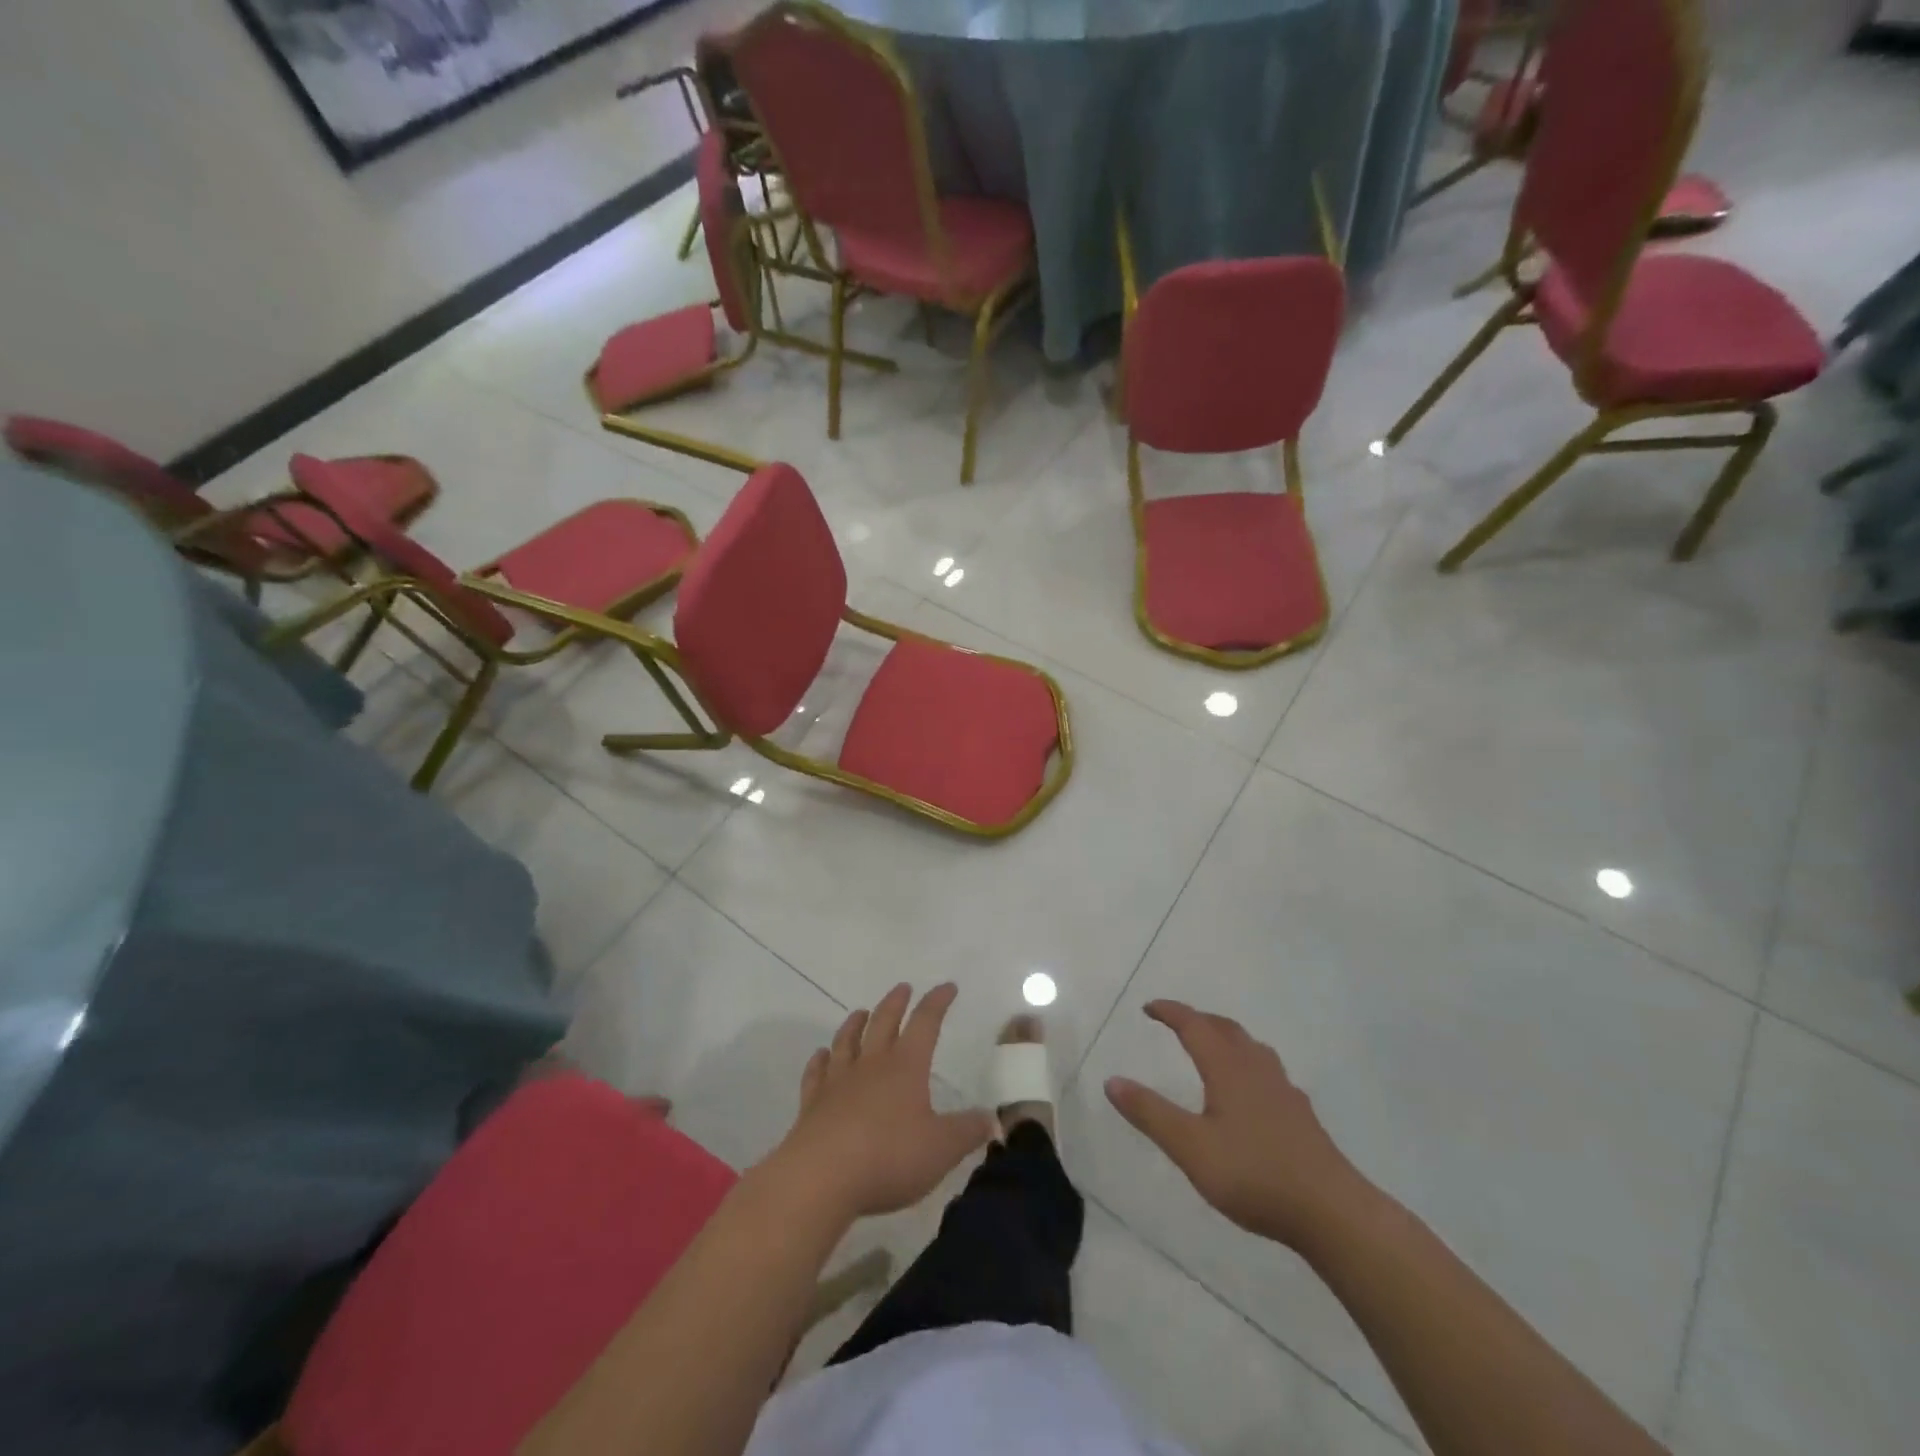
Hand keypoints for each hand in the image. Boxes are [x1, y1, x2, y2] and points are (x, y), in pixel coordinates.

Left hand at [769, 983, 995, 1221]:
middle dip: (896, 1003)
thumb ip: (968, 1132)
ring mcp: (838, 1081)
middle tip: (903, 988)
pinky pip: (817, 1072)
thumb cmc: (888, 1157)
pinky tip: (821, 1056)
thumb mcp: (941, 1149)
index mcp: (906, 1066)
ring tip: (861, 1013)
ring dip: (855, 1024)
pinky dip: (820, 1060)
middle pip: (884, 1022)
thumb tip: (993, 1120)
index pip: (925, 1023)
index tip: (947, 987)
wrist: (821, 1177)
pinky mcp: (812, 1103)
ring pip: (847, 1041)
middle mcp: (871, 1064)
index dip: (937, 1002)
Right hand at [1105, 1000, 1370, 1249]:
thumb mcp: (1190, 1147)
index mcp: (1228, 1068)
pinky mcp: (1301, 1115)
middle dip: (1198, 1019)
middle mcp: (1256, 1069)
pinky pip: (1267, 1072)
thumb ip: (1150, 1113)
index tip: (1149, 1008)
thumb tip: (1112, 1080)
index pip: (1194, 1026)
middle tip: (1176, 1022)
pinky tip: (1250, 1092)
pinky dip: (1247, 1064)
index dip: (1171, 1012)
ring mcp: (1283, 1090)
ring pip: (1251, 1048)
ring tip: (1212, 1047)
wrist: (1332, 1212)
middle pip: (1225, 1029)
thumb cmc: (1254, 1174)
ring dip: (1226, 1038)